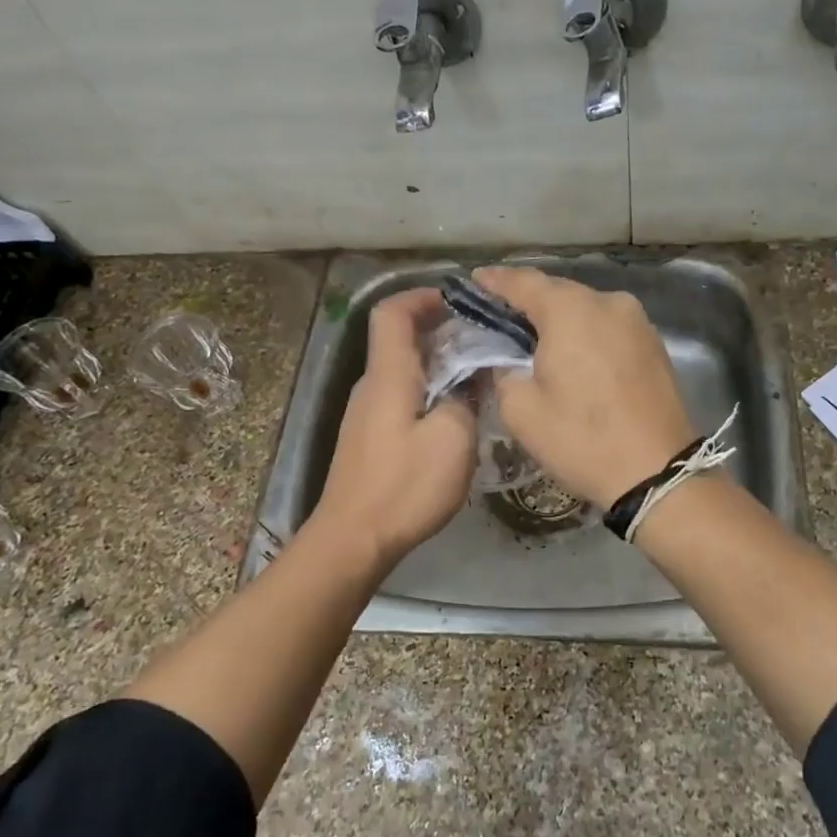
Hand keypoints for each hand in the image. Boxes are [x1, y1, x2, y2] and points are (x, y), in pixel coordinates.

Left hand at [311, 289, 475, 567]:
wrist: (353, 539)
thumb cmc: (404, 485)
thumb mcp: (453, 438)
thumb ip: (466, 398)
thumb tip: (471, 378)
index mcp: (389, 375)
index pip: (393, 313)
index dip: (423, 297)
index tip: (459, 301)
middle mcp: (372, 386)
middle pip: (399, 339)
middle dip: (439, 330)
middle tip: (482, 341)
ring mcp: (366, 414)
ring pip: (402, 370)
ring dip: (437, 363)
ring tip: (477, 376)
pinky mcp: (368, 439)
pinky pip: (400, 397)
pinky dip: (428, 391)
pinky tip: (454, 414)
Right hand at [473, 266, 695, 507]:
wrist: (656, 473)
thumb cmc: (581, 439)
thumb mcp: (521, 410)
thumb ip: (502, 372)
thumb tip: (504, 360)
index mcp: (570, 310)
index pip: (523, 282)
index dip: (495, 281)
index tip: (475, 281)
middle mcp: (607, 303)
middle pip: (558, 292)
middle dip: (528, 301)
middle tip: (500, 315)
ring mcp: (637, 322)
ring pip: (587, 310)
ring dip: (560, 320)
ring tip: (535, 338)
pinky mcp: (654, 344)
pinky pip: (609, 328)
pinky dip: (586, 334)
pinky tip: (573, 354)